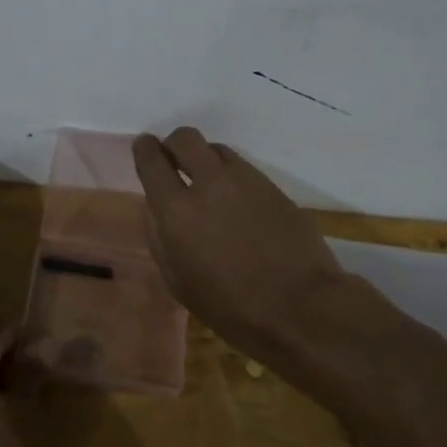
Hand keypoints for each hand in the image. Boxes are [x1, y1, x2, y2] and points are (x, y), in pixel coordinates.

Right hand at [132, 128, 349, 361]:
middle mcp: (209, 182)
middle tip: (175, 163)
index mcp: (177, 210)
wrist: (302, 308)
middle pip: (185, 137)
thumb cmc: (232, 308)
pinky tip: (238, 203)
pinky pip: (242, 167)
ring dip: (205, 160)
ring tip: (209, 186)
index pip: (152, 159)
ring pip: (216, 148)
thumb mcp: (179, 282)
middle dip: (174, 145)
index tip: (144, 148)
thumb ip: (160, 238)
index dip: (144, 148)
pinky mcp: (272, 185)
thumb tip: (155, 208)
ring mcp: (245, 179)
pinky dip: (231, 176)